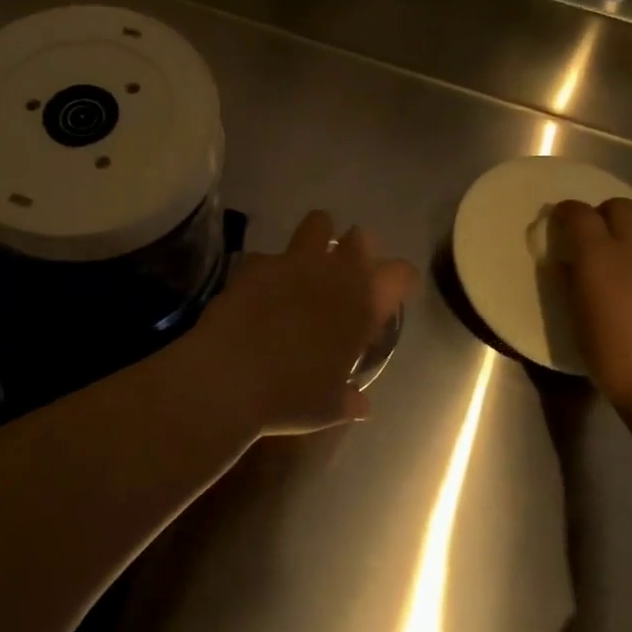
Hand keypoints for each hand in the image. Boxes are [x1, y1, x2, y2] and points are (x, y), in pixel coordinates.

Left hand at [189, 211, 417, 436]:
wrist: (230, 376)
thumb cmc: (290, 396)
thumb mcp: (328, 408)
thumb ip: (348, 400)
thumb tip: (361, 405)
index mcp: (363, 306)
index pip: (400, 274)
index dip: (399, 279)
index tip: (392, 292)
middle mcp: (334, 275)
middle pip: (361, 239)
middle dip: (358, 250)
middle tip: (346, 273)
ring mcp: (294, 262)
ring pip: (319, 223)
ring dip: (319, 237)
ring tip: (308, 262)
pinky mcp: (256, 263)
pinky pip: (270, 255)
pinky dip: (269, 268)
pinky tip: (260, 288)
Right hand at [547, 198, 631, 414]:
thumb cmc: (610, 356)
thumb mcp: (576, 319)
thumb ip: (569, 283)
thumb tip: (565, 264)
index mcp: (598, 257)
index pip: (579, 214)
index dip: (566, 211)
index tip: (559, 219)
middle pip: (620, 206)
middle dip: (603, 213)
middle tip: (593, 234)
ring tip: (624, 246)